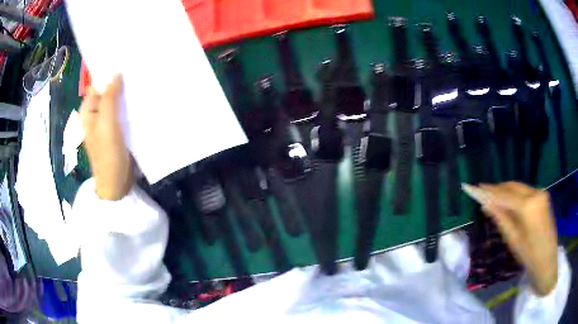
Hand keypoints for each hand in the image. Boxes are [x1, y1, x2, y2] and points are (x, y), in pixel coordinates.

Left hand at [80, 75, 132, 199]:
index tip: (126, 63)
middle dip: (120, 83)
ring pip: (116, 102)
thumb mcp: (106, 124)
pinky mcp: (117, 129)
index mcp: (89, 110)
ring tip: (142, 83)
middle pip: (108, 92)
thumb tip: (116, 73)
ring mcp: (107, 122)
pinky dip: (129, 106)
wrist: (116, 183)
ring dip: (126, 95)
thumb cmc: (107, 155)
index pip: (97, 85)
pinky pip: (123, 112)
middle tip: (137, 71)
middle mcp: (96, 113)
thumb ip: (109, 98)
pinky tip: (141, 101)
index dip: (109, 74)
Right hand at [479, 182, 557, 295]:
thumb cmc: (529, 255)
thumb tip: (486, 204)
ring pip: (519, 187)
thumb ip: (500, 218)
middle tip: (482, 192)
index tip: (474, 187)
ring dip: (506, 191)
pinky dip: (515, 195)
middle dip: (497, 189)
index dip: (489, 191)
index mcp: (528, 205)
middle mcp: (535, 193)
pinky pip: (526, 191)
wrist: (547, 262)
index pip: (504, 194)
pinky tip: (508, 201)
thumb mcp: (513, 239)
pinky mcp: (543, 197)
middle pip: (512, 186)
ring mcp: (541, 193)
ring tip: (493, 197)